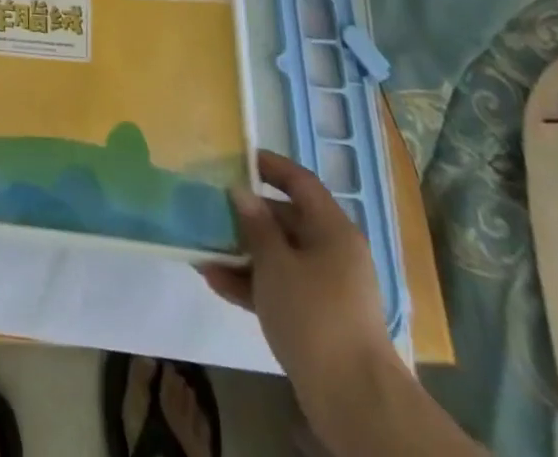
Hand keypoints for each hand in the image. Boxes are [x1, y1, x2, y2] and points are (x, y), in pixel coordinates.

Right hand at [201, 150, 400, 407]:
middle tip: (209, 207)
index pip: (300, 182)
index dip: (270, 166)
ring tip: (203, 248)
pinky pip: (279, 286)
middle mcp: (332, 252)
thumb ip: (256, 225)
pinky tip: (215, 281)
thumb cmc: (314, 315)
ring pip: (279, 255)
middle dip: (247, 215)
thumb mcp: (276, 263)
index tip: (237, 157)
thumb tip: (241, 192)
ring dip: (242, 251)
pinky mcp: (316, 318)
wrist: (354, 401)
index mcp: (332, 230)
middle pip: (286, 219)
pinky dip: (251, 282)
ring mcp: (326, 287)